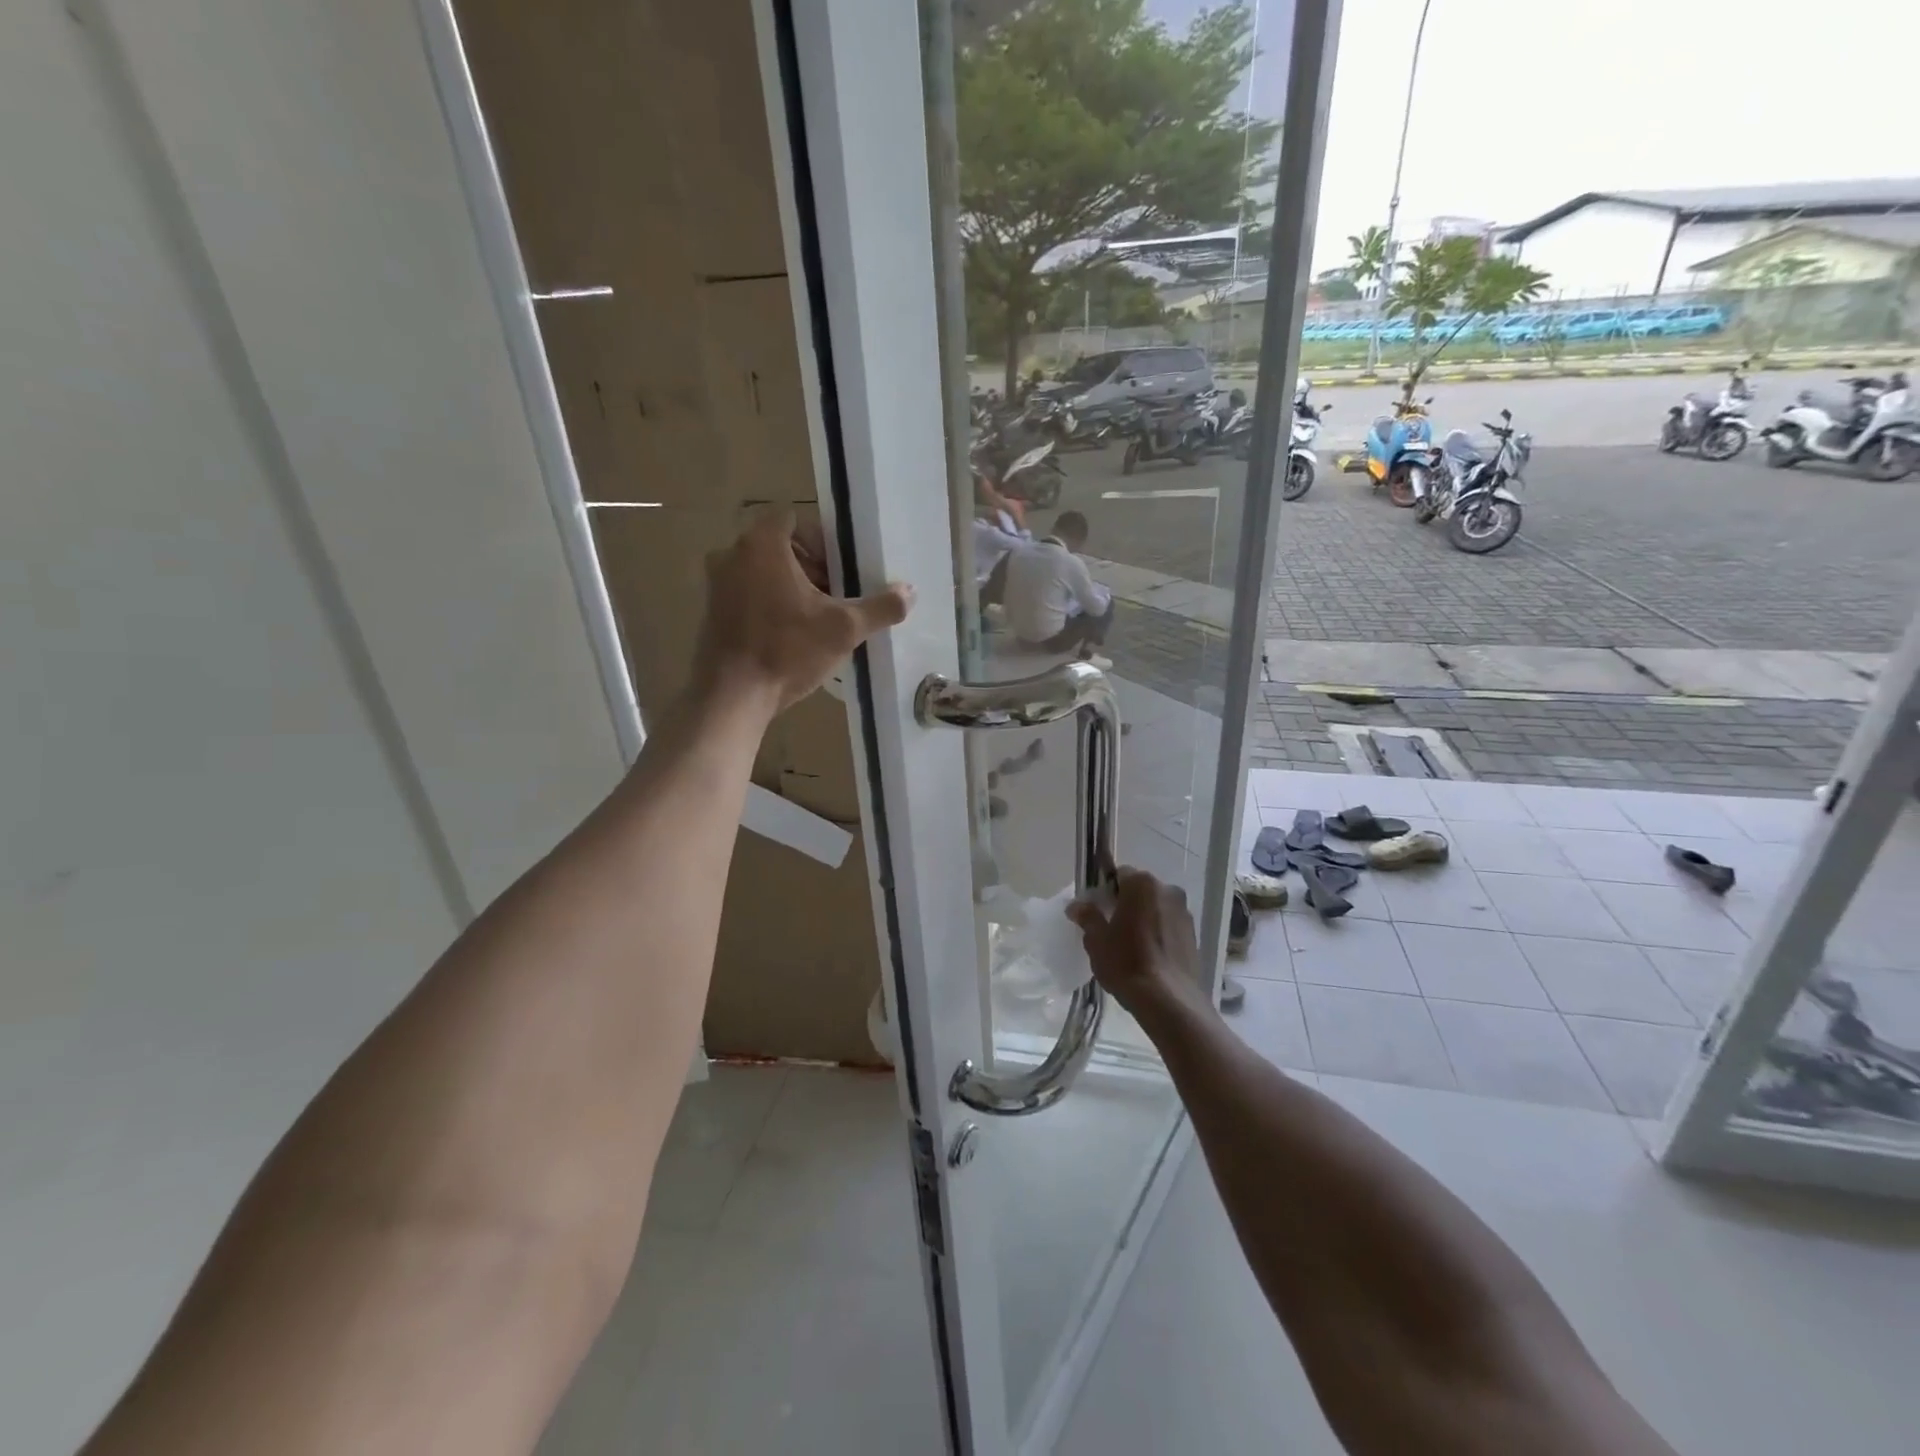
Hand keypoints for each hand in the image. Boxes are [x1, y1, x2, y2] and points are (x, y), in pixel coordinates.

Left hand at [694, 508, 913, 715]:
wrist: (733, 696)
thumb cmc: (788, 651)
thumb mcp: (844, 629)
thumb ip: (880, 607)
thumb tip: (911, 591)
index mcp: (762, 545)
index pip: (794, 519)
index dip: (822, 540)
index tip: (842, 568)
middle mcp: (732, 555)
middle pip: (780, 547)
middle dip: (812, 566)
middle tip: (837, 595)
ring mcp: (717, 584)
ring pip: (763, 572)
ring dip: (792, 587)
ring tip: (818, 618)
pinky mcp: (712, 612)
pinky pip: (748, 594)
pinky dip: (770, 604)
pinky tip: (792, 636)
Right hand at [1067, 867, 1206, 1022]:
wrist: (1168, 1000)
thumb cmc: (1126, 962)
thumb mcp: (1097, 940)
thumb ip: (1088, 917)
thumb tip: (1077, 906)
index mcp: (1142, 884)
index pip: (1119, 874)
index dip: (1105, 890)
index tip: (1097, 909)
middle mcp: (1168, 890)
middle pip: (1140, 890)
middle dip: (1126, 903)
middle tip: (1111, 927)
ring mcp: (1185, 912)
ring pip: (1157, 907)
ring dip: (1144, 917)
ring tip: (1131, 944)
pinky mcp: (1194, 935)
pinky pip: (1169, 925)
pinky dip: (1158, 932)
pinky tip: (1148, 955)